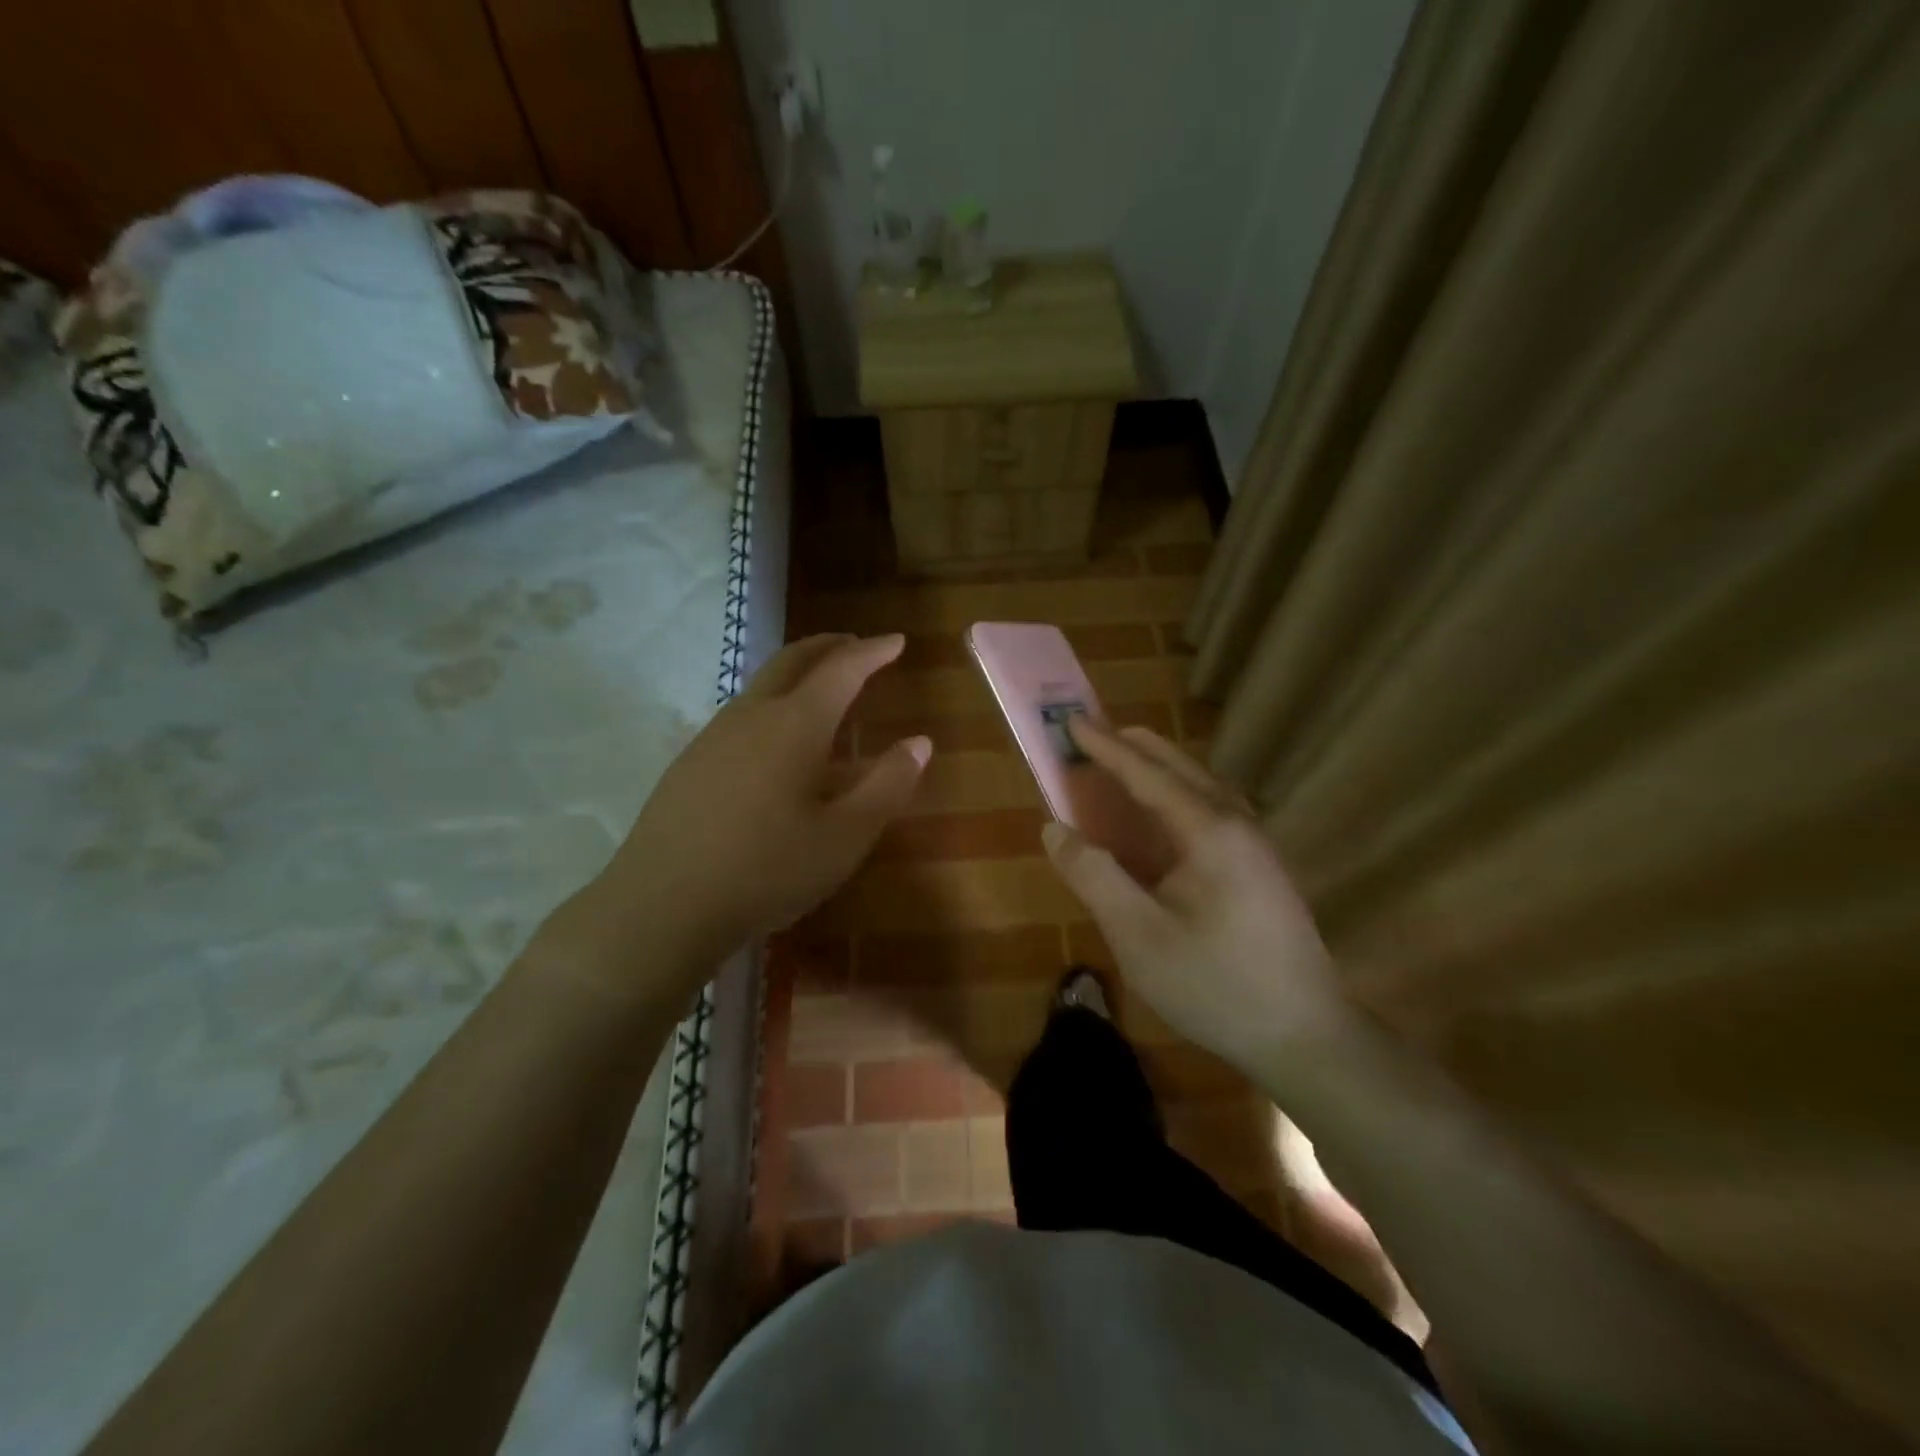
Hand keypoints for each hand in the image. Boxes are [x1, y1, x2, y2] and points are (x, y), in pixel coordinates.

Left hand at [546, 634, 928, 997]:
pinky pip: (742, 716)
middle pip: (792, 660)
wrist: (662, 905)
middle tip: (855, 645)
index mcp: (795, 725)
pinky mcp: (690, 763)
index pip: (842, 670)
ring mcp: (713, 736)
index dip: (873, 652)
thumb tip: (919, 743)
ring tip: (822, 693)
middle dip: (828, 647)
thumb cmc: (767, 870)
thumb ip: (888, 785)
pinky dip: (773, 707)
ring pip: (761, 686)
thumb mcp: (845, 836)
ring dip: (797, 675)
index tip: (896, 641)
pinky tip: (777, 747)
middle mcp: (752, 716)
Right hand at [1041, 721, 1359, 1080]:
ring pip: (1203, 786)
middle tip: (1094, 736)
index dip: (1104, 748)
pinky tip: (1168, 819)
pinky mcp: (1262, 869)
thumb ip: (1094, 875)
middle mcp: (1237, 824)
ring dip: (1160, 769)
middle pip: (1181, 768)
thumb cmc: (1215, 985)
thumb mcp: (1138, 935)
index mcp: (1208, 831)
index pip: (1146, 773)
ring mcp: (1257, 845)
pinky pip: (1214, 810)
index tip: (1071, 722)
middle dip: (1134, 748)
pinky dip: (1180, 795)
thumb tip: (1056, 829)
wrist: (1306, 1036)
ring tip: (1126, 767)